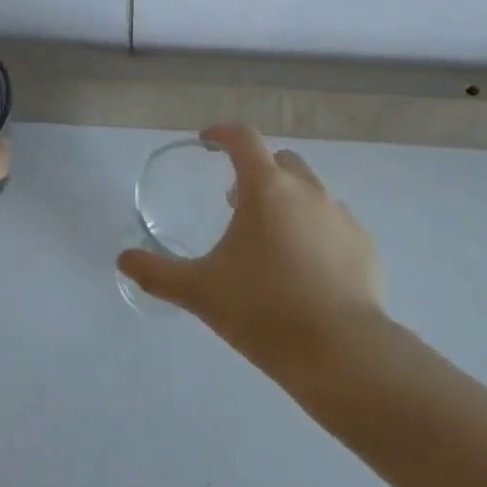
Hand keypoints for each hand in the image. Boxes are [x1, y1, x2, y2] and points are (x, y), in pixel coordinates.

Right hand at [117, 123, 384, 372]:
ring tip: (270, 241)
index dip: (222, 133)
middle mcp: (306, 190)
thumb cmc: (264, 311)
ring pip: (309, 191)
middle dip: (256, 171)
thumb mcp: (200, 292)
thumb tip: (123, 260)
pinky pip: (333, 223)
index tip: (207, 142)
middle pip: (280, 161)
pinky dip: (315, 230)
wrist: (342, 353)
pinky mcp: (363, 244)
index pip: (243, 138)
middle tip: (235, 202)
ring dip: (286, 201)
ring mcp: (340, 215)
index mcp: (267, 188)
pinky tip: (305, 269)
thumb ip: (157, 273)